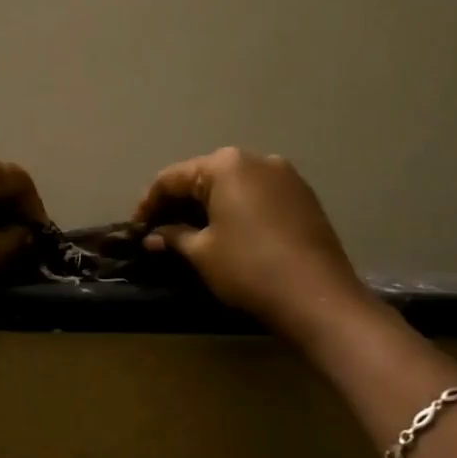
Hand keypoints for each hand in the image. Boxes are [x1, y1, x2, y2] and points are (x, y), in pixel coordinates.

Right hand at [135, 148, 374, 341]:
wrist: (319, 297)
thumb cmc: (249, 268)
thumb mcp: (202, 253)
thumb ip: (174, 237)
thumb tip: (153, 237)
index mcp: (225, 165)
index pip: (172, 178)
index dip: (149, 203)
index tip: (137, 227)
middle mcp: (256, 159)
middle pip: (204, 176)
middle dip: (179, 202)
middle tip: (160, 230)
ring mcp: (285, 176)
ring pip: (233, 185)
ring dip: (208, 206)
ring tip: (191, 233)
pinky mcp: (304, 197)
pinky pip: (258, 195)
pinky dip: (236, 209)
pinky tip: (227, 233)